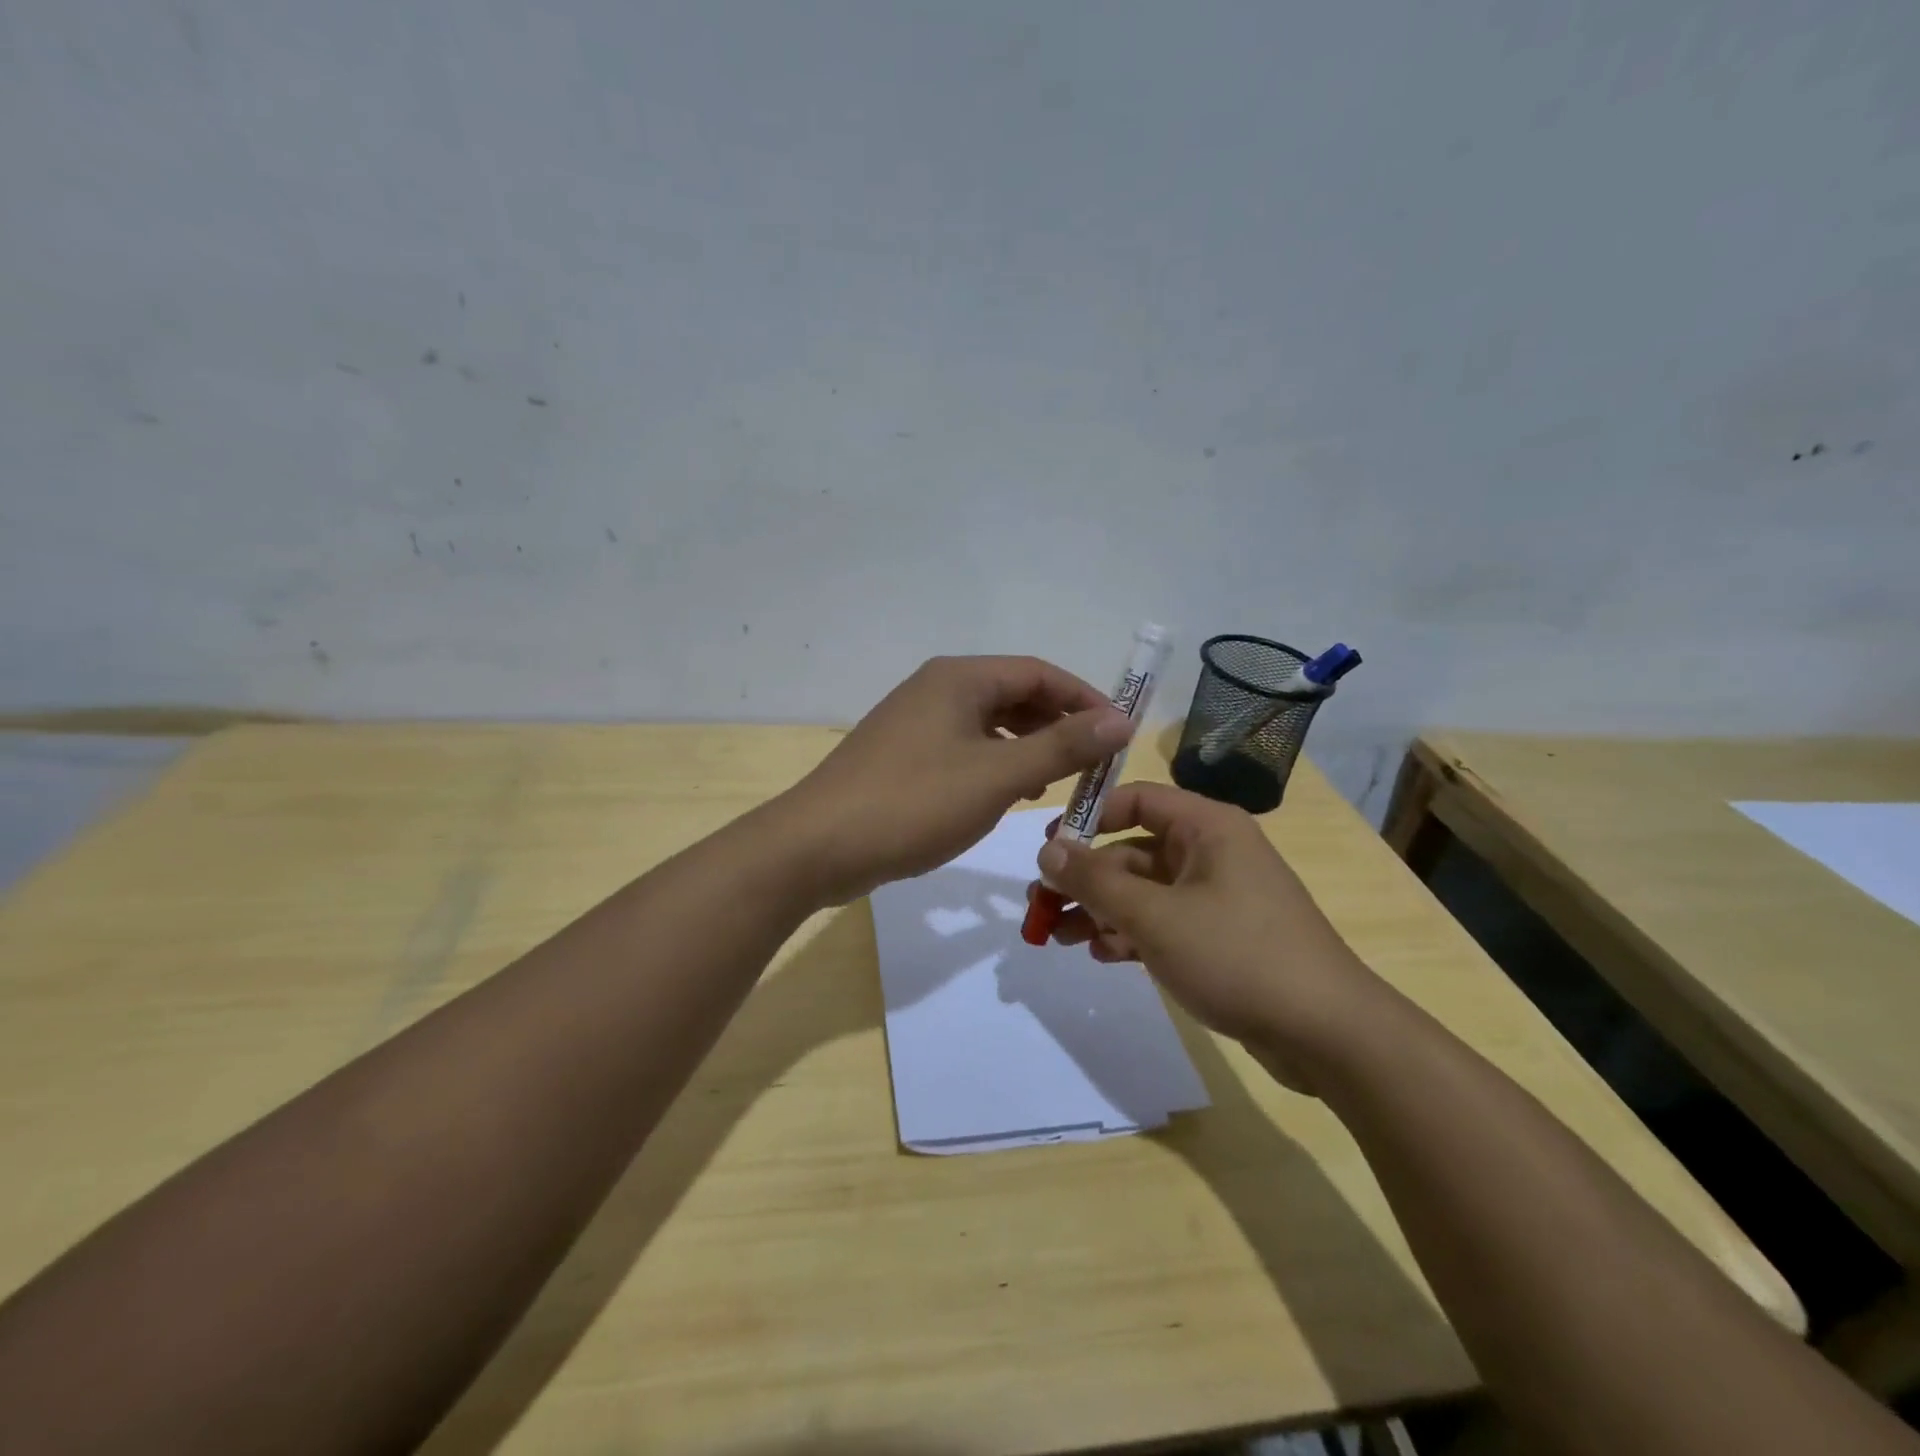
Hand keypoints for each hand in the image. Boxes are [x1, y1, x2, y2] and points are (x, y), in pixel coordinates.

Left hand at [774, 656, 1132, 904]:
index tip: (1119, 735)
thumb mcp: (998, 776)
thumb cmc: (914, 803)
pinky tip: (1007, 795)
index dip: (1084, 700)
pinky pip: (964, 748)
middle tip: (1093, 764)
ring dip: (1028, 747)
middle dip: (1057, 725)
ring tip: (1058, 781)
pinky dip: (995, 764)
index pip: (1039, 673)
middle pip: (1014, 695)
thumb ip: (1061, 747)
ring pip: (988, 724)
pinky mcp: (902, 756)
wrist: (818, 846)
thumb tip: (1120, 720)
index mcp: (960, 678)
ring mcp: (914, 722)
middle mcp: (936, 688)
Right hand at [1033, 782, 1385, 1090]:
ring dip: (1101, 910)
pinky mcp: (1220, 937)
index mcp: (1207, 827)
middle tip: (1040, 906)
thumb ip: (1095, 880)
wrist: (1326, 1034)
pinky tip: (1103, 954)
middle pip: (1133, 851)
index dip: (1089, 817)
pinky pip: (1163, 922)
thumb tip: (1047, 850)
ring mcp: (1217, 897)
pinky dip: (1131, 934)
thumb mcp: (1155, 916)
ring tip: (1057, 937)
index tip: (1048, 847)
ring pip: (1144, 891)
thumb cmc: (1237, 955)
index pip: (1137, 799)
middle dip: (1086, 879)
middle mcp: (1212, 853)